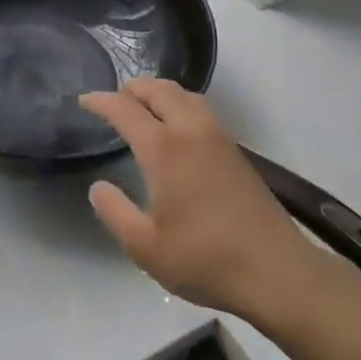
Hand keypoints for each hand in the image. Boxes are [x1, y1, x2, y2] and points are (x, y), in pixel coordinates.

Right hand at [80, 79, 334, 321]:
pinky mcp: (236, 152)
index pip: (125, 109)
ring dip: (160, 93)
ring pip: (186, 95)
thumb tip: (98, 187)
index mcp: (165, 150)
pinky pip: (202, 110)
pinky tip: (177, 130)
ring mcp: (219, 139)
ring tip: (144, 108)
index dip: (101, 101)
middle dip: (133, 88)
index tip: (84, 101)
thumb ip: (115, 212)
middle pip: (160, 90)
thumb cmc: (205, 259)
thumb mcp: (145, 247)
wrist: (277, 271)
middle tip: (114, 101)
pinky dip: (181, 105)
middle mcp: (191, 132)